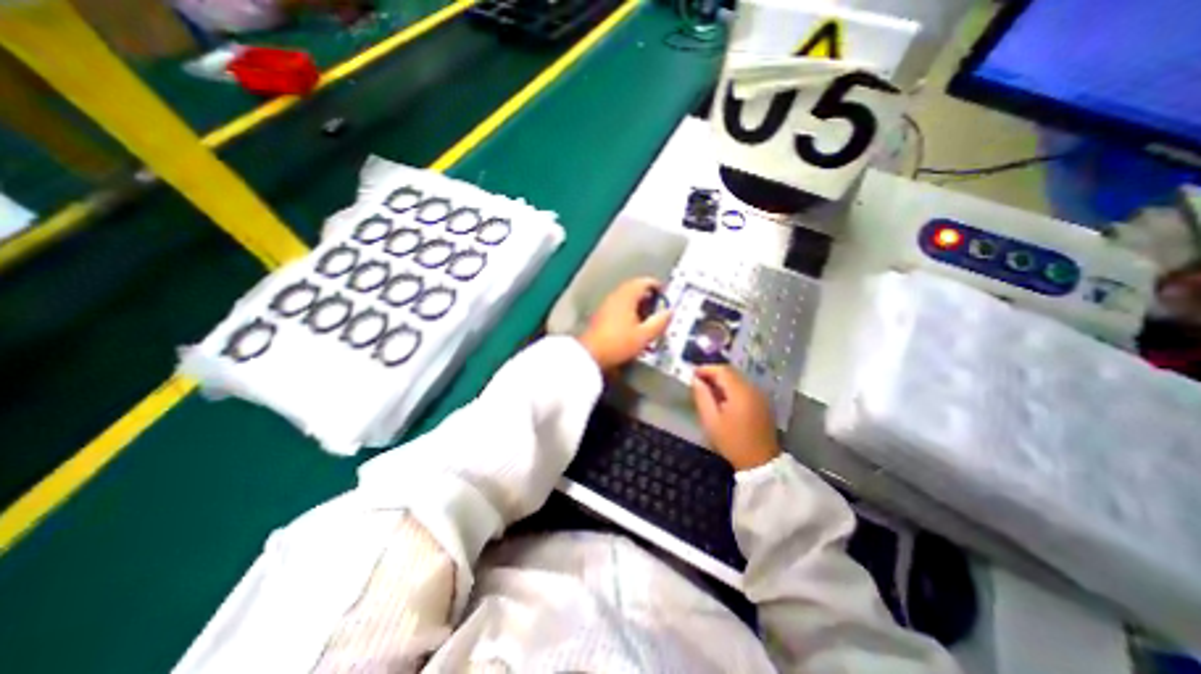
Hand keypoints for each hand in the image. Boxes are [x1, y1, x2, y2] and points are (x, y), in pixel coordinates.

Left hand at [583, 276, 674, 371]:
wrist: (590, 354)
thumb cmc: (618, 343)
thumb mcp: (644, 335)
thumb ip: (660, 322)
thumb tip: (670, 312)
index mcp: (626, 296)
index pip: (644, 282)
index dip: (657, 286)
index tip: (665, 295)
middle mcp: (615, 296)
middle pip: (634, 288)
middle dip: (648, 296)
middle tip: (658, 307)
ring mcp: (606, 305)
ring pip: (626, 297)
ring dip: (638, 304)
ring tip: (648, 318)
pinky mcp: (600, 315)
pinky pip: (618, 306)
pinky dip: (629, 310)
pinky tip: (633, 325)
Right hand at [689, 367, 784, 470]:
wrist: (760, 462)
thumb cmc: (732, 442)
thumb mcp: (711, 420)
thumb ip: (702, 396)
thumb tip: (695, 380)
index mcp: (740, 392)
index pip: (722, 370)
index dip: (706, 369)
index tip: (692, 374)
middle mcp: (753, 388)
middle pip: (731, 372)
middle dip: (713, 373)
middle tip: (698, 381)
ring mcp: (760, 395)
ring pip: (738, 379)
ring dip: (722, 380)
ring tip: (707, 389)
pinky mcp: (763, 402)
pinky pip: (744, 387)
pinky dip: (732, 387)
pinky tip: (722, 398)